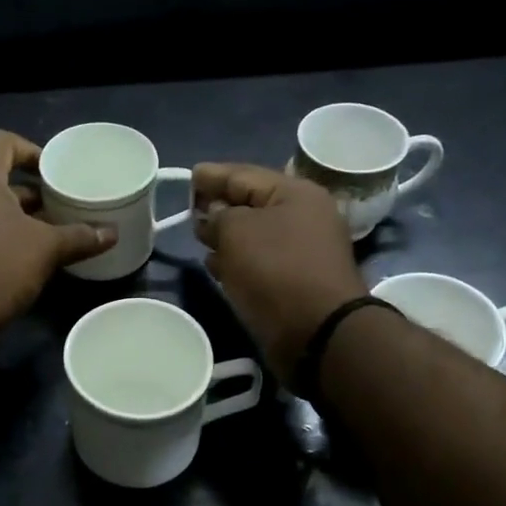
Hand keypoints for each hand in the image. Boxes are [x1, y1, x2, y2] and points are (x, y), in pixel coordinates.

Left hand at [0, 130, 115, 332]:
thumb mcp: (45, 249)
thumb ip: (79, 237)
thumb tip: (111, 233)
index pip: (0, 141)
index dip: (29, 150)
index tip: (53, 174)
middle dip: (30, 192)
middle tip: (59, 208)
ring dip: (17, 218)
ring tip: (49, 235)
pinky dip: (1, 237)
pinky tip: (26, 259)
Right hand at [192, 162, 367, 376]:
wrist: (316, 331)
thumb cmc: (275, 270)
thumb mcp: (237, 231)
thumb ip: (218, 216)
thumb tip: (213, 218)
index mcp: (295, 193)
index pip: (244, 175)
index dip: (213, 175)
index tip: (189, 176)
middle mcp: (303, 217)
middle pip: (251, 203)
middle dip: (219, 205)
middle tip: (190, 208)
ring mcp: (301, 251)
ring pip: (254, 234)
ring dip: (226, 235)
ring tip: (198, 237)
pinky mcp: (295, 281)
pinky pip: (259, 261)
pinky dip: (237, 260)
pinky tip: (215, 266)